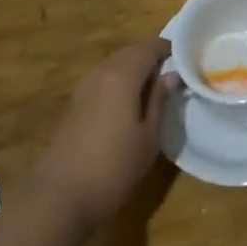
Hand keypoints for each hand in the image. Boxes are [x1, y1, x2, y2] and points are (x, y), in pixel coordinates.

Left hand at [32, 38, 177, 230]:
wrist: (58, 198)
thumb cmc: (113, 167)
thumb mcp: (148, 137)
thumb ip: (159, 100)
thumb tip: (172, 75)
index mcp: (122, 74)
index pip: (151, 47)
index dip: (170, 49)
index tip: (188, 60)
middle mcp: (101, 72)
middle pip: (132, 53)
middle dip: (152, 59)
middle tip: (174, 76)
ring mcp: (84, 87)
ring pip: (116, 66)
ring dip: (135, 72)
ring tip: (154, 92)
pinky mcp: (75, 105)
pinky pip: (104, 81)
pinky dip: (119, 84)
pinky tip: (129, 106)